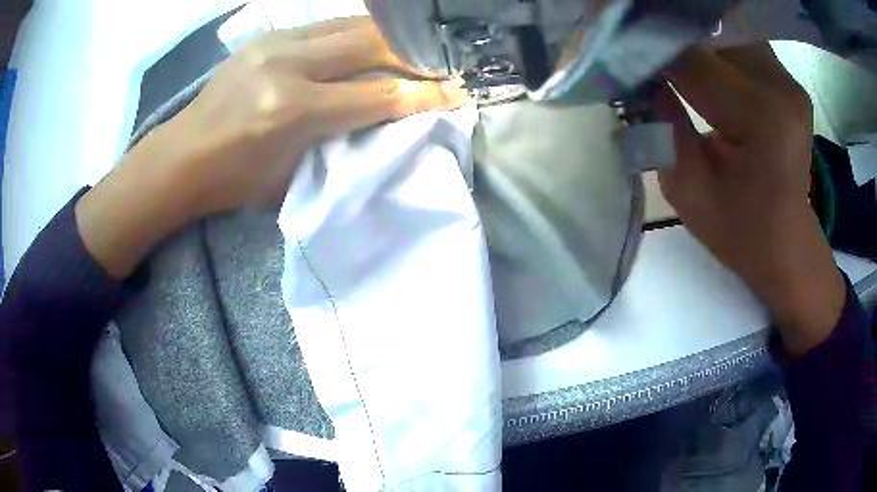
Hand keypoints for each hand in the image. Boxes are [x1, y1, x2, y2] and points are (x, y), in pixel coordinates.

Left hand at [155, 16, 466, 215]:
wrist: (183, 156)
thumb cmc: (235, 180)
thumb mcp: (293, 174)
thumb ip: (341, 139)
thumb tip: (387, 115)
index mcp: (292, 110)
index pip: (376, 94)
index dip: (423, 93)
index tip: (456, 92)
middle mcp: (287, 65)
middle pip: (370, 44)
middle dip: (413, 54)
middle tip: (439, 64)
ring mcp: (275, 42)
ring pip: (351, 25)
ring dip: (387, 37)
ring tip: (410, 50)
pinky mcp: (268, 36)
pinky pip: (326, 25)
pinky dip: (355, 33)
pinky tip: (367, 44)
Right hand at [656, 44, 845, 354]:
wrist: (786, 243)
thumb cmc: (740, 231)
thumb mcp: (688, 191)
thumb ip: (662, 127)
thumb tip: (638, 77)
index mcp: (761, 118)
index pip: (693, 61)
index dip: (651, 53)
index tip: (617, 53)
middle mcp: (780, 87)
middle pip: (711, 35)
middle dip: (671, 38)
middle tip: (640, 48)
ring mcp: (788, 81)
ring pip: (726, 31)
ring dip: (695, 40)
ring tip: (670, 53)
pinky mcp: (788, 81)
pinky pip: (742, 43)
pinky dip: (717, 46)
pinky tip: (702, 61)